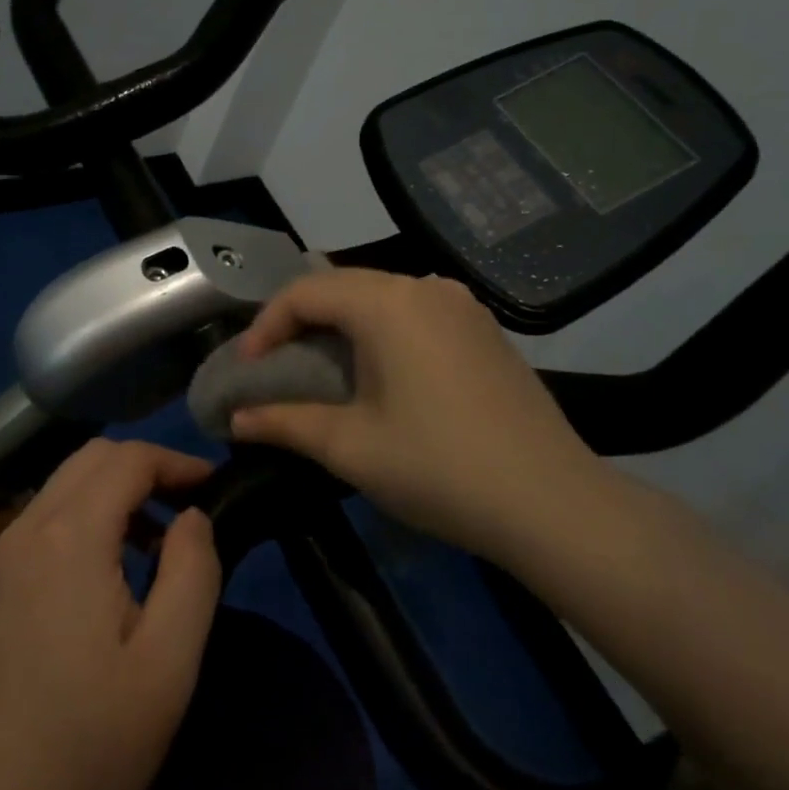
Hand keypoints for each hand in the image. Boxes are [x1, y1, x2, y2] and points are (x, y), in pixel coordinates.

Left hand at [0, 439, 221, 789]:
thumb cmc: (88, 741)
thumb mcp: (168, 664)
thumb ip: (193, 573)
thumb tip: (192, 516)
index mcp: (70, 537)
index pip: (127, 459)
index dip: (174, 460)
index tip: (209, 486)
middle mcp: (24, 530)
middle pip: (88, 459)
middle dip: (141, 468)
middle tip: (180, 509)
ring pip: (58, 490)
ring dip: (107, 497)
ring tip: (145, 548)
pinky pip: (34, 527)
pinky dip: (74, 525)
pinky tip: (91, 584)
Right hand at [230, 269, 596, 549]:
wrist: (553, 502)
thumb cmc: (439, 468)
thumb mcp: (350, 447)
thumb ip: (284, 423)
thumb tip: (234, 421)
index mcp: (387, 303)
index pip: (305, 292)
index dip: (266, 325)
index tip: (247, 369)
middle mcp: (425, 287)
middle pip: (343, 286)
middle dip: (300, 321)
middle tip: (275, 365)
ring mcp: (462, 305)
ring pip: (380, 296)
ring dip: (341, 324)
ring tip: (321, 367)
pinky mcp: (485, 329)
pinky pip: (415, 312)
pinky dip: (381, 330)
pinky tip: (379, 371)